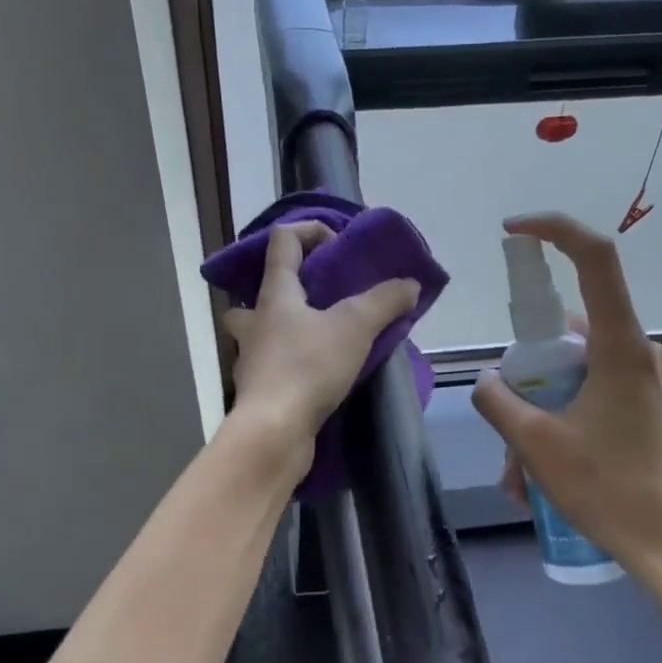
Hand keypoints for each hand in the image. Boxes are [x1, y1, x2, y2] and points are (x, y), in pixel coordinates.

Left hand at [223, 221, 421, 453]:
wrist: (274, 432)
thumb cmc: (308, 367)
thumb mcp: (355, 327)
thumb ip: (384, 301)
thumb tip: (410, 284)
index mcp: (274, 294)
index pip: (282, 240)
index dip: (310, 230)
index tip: (339, 246)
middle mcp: (255, 321)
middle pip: (261, 290)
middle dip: (288, 287)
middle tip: (321, 298)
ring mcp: (252, 357)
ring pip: (264, 331)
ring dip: (289, 328)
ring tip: (325, 338)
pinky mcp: (259, 391)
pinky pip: (275, 364)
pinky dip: (295, 362)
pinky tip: (321, 373)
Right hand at [472, 213, 661, 573]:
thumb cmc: (608, 489)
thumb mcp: (536, 445)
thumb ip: (499, 401)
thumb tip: (487, 381)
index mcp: (620, 347)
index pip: (595, 259)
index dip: (554, 231)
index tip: (514, 231)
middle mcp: (641, 353)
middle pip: (570, 334)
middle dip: (528, 378)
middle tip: (507, 430)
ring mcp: (650, 381)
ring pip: (577, 375)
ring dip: (541, 414)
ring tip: (520, 477)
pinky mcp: (650, 408)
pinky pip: (595, 397)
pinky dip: (563, 423)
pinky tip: (542, 477)